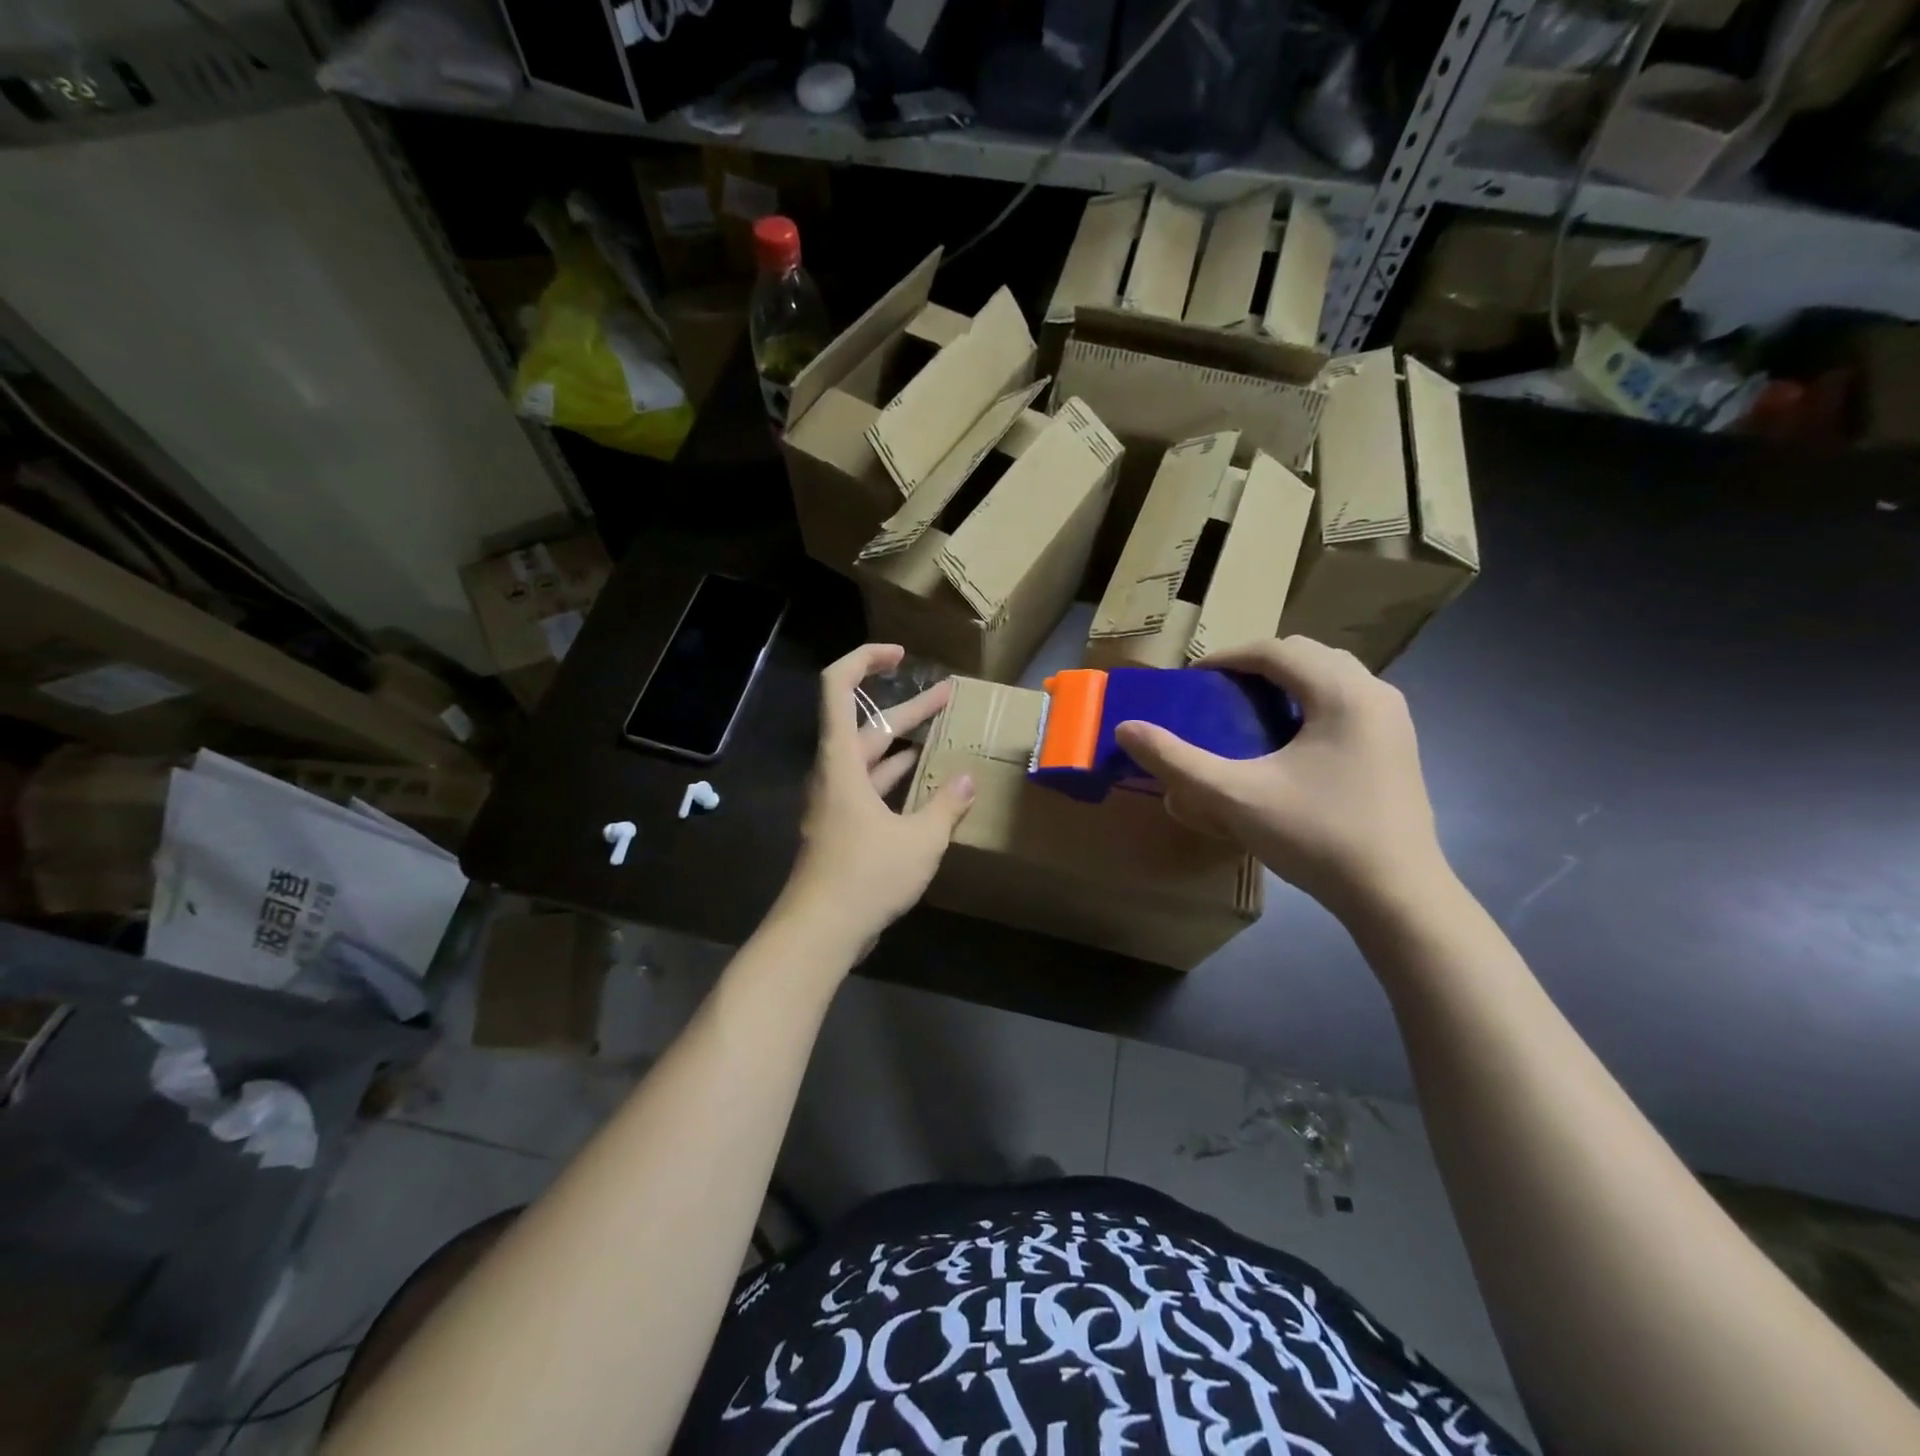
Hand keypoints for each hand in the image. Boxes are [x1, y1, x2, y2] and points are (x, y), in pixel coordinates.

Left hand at [781, 644, 975, 949]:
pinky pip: (870, 788)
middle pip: (866, 724)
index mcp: (841, 761)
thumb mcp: (919, 840)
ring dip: (903, 743)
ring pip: (870, 758)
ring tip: (942, 732)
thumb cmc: (865, 876)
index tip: (901, 656)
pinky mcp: (842, 828)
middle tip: (948, 694)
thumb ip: (946, 805)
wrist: (818, 932)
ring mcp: (835, 802)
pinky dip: (895, 778)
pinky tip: (924, 782)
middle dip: (908, 707)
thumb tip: (966, 779)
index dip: (865, 660)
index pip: (837, 687)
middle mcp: (833, 773)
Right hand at [1113, 637, 1451, 923]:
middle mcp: (1375, 693)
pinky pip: (1349, 700)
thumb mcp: (1234, 797)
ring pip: (1333, 675)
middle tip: (1219, 692)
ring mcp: (1393, 720)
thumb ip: (1176, 760)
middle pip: (1307, 654)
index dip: (1228, 657)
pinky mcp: (1398, 746)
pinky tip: (1291, 739)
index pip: (1276, 650)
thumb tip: (1125, 728)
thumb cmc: (1316, 837)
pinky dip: (1313, 701)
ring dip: (1288, 680)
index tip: (1192, 679)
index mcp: (1341, 693)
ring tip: (1252, 709)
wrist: (1396, 895)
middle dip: (1258, 664)